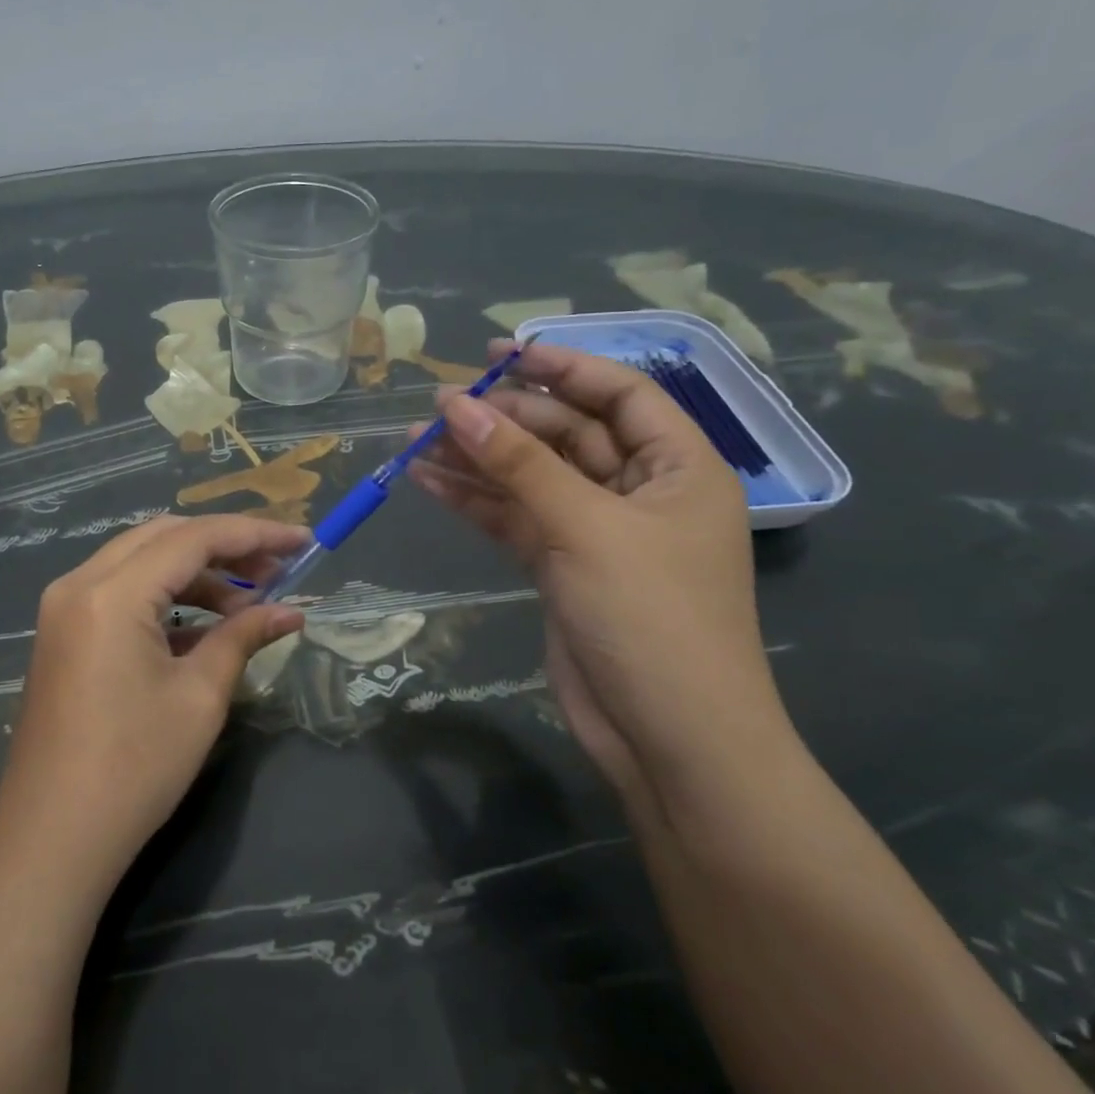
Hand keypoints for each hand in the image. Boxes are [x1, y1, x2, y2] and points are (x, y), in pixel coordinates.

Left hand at [0, 515, 307, 888]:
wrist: (54, 837)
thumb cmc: (134, 768)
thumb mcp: (200, 696)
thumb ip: (244, 636)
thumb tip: (291, 612)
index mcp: (112, 592)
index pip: (194, 538)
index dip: (254, 534)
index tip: (302, 541)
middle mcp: (80, 583)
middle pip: (163, 537)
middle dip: (224, 546)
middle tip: (276, 569)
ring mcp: (65, 606)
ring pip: (141, 559)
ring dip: (196, 571)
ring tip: (248, 602)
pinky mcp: (63, 631)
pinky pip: (121, 590)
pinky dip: (166, 595)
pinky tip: (206, 624)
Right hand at [408, 341, 793, 806]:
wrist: (669, 739)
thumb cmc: (650, 618)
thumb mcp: (585, 527)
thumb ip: (519, 463)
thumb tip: (456, 404)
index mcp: (677, 467)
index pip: (620, 393)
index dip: (562, 367)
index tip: (500, 354)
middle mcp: (639, 491)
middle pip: (566, 433)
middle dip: (505, 417)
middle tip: (440, 405)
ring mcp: (597, 531)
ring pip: (531, 477)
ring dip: (479, 458)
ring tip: (417, 440)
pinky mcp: (561, 566)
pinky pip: (514, 517)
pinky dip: (474, 500)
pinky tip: (428, 481)